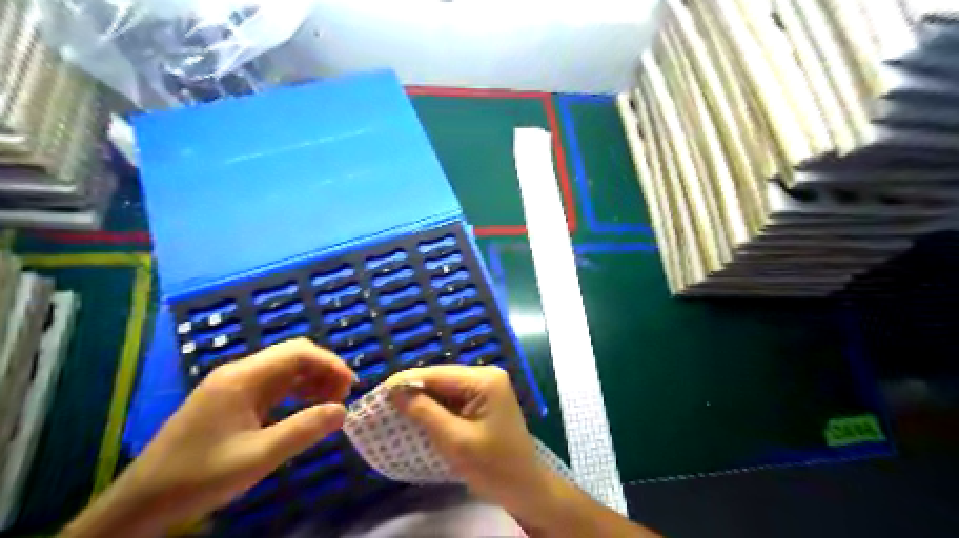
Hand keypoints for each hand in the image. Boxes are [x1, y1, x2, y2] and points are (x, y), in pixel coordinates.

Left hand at [64, 339, 354, 535]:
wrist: (140, 505)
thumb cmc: (199, 477)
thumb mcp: (258, 457)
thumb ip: (303, 430)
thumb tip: (343, 410)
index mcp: (243, 378)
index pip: (297, 353)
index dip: (330, 363)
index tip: (351, 385)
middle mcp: (239, 374)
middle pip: (292, 356)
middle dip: (323, 370)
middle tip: (344, 395)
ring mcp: (233, 387)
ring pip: (283, 370)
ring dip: (311, 380)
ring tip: (331, 402)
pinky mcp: (230, 402)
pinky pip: (272, 387)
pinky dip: (295, 392)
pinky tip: (305, 408)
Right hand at [383, 365, 545, 520]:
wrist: (524, 488)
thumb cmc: (493, 466)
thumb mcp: (455, 441)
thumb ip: (425, 412)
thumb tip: (395, 391)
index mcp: (485, 380)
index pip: (438, 374)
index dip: (407, 381)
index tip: (378, 392)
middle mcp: (486, 375)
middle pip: (441, 378)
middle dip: (413, 389)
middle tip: (383, 403)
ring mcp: (486, 386)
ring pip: (444, 387)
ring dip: (422, 398)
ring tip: (394, 408)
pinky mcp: (483, 399)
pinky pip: (453, 397)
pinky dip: (435, 406)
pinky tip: (418, 414)